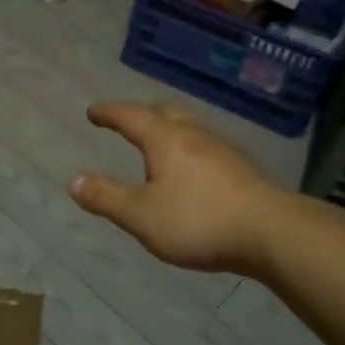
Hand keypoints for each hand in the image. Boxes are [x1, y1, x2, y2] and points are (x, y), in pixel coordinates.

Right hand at [69, 101, 285, 273]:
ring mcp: (222, 149)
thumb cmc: (198, 220)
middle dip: (141, 115)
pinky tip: (192, 170)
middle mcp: (193, 135)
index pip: (130, 116)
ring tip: (158, 144)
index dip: (109, 113)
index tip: (93, 112)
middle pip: (164, 113)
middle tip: (127, 122)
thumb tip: (73, 181)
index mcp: (164, 139)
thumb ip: (107, 198)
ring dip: (168, 129)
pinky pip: (206, 146)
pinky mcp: (242, 168)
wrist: (272, 232)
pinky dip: (188, 148)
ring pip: (189, 127)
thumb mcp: (142, 216)